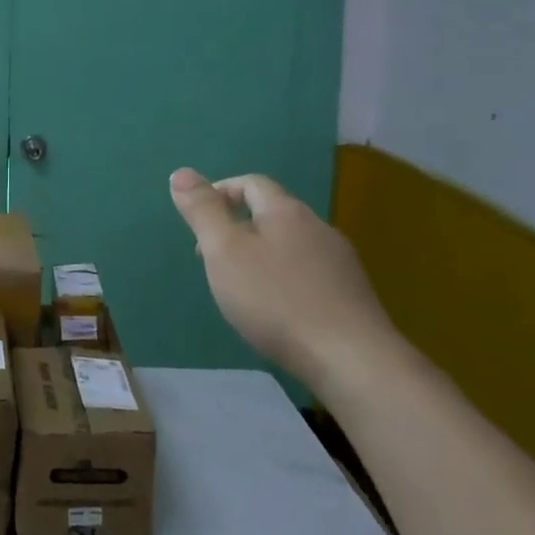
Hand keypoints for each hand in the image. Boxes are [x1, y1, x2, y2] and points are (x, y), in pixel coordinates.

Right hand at [169, 168, 401, 391]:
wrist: (353, 361)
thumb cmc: (276, 300)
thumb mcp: (224, 251)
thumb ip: (203, 211)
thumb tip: (181, 173)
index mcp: (286, 211)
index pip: (251, 183)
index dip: (220, 192)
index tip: (198, 222)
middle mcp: (318, 227)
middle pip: (272, 214)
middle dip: (238, 228)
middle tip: (212, 259)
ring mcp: (341, 263)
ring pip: (291, 245)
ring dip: (262, 256)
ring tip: (241, 288)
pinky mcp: (353, 296)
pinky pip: (309, 274)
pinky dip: (285, 281)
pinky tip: (278, 312)